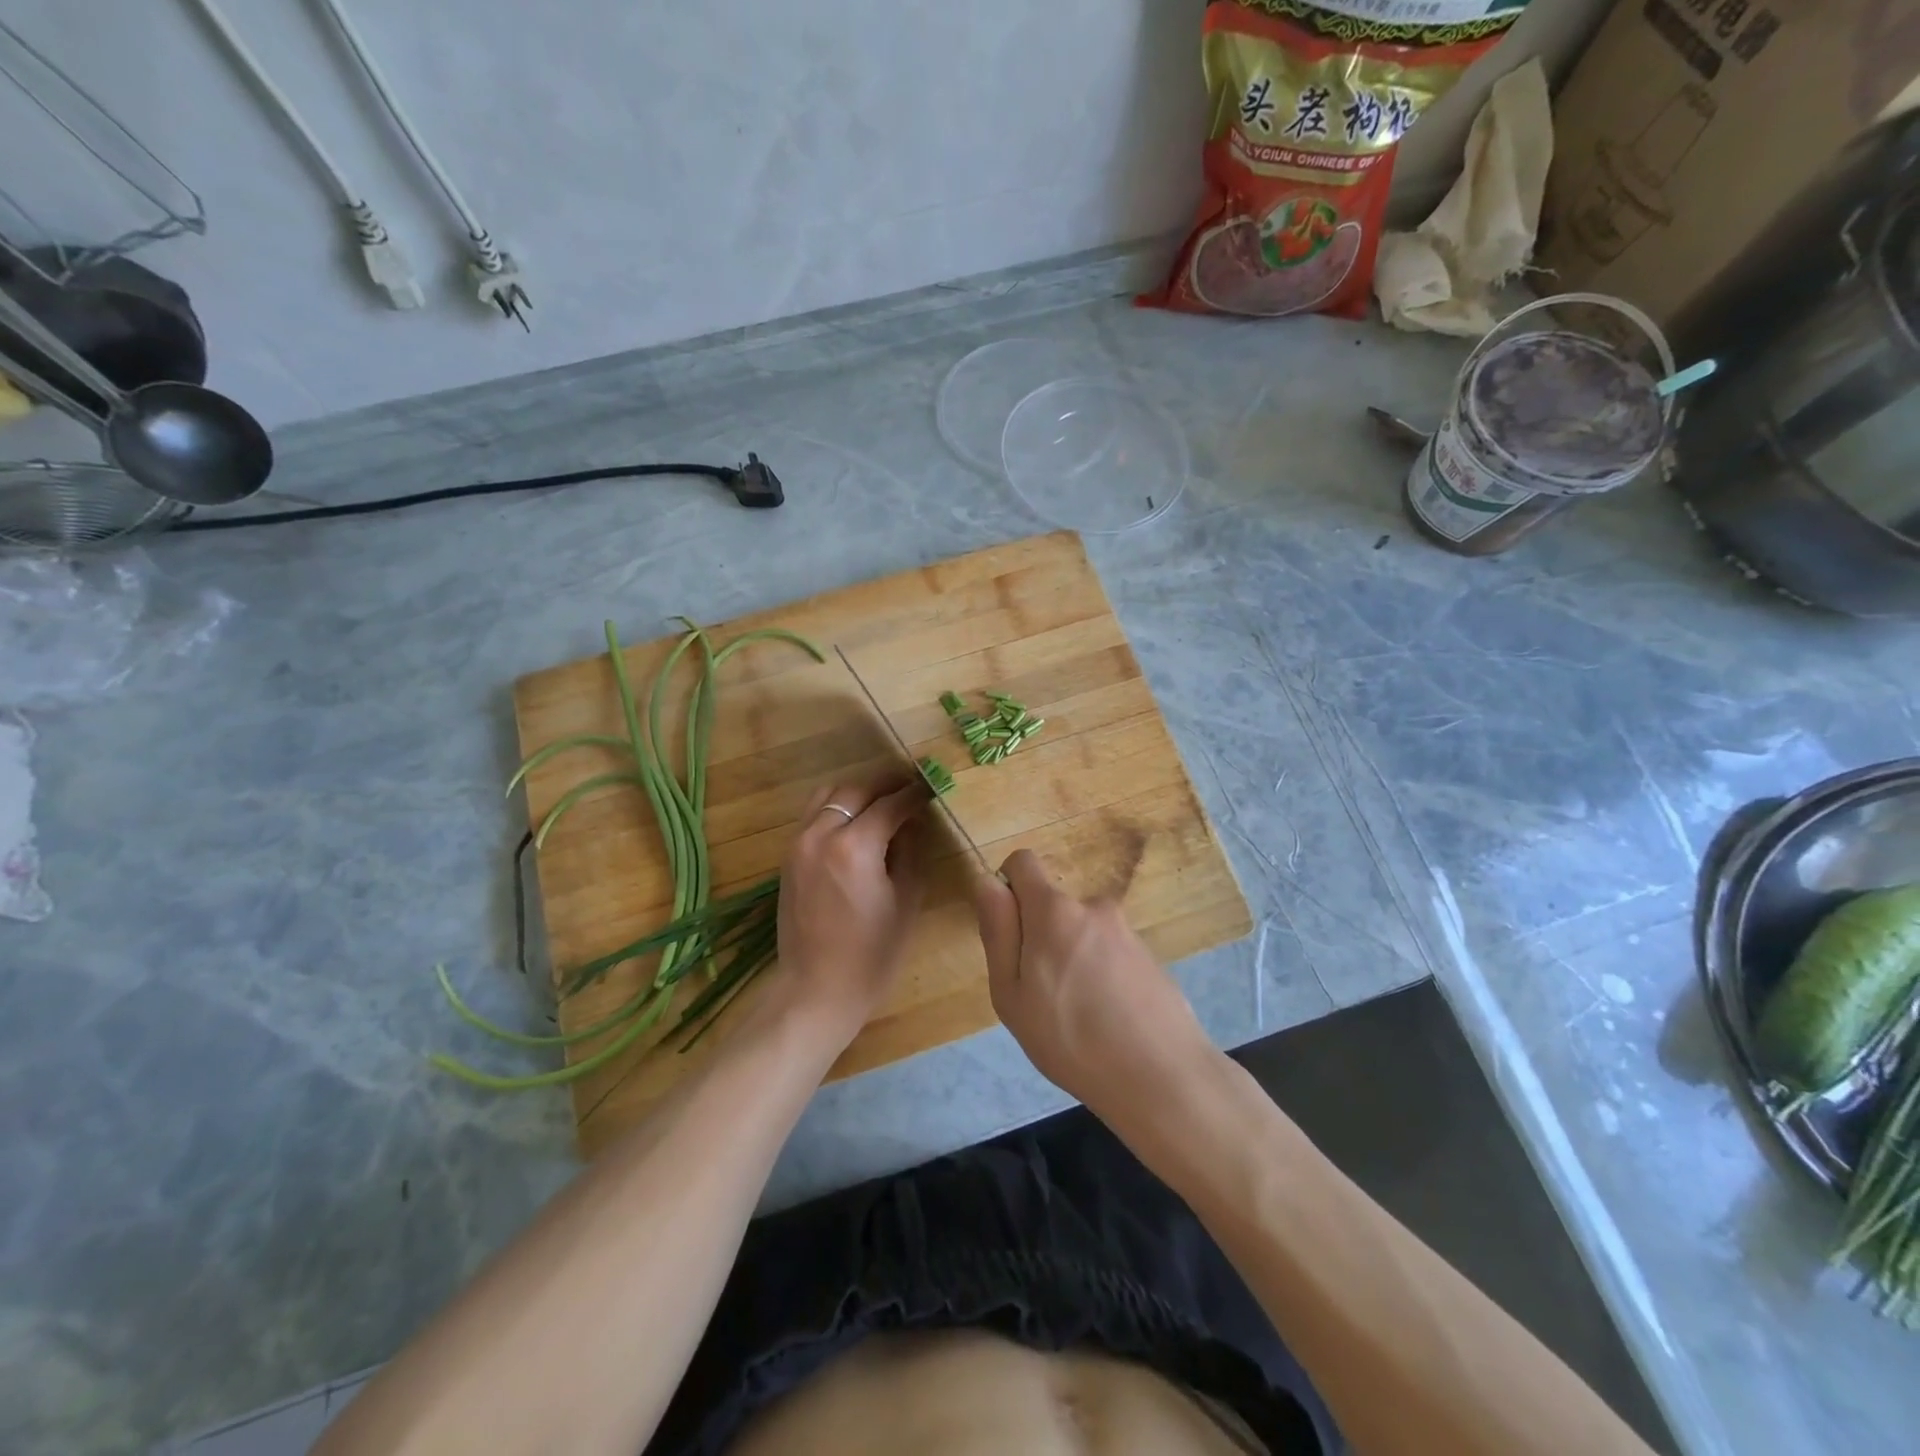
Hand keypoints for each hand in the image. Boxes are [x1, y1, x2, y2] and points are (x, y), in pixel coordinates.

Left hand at [775, 774, 929, 1045]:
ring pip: (829, 795)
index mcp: (854, 847)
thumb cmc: (872, 954)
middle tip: (911, 786)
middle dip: (886, 784)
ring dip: (858, 791)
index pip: (890, 804)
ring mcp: (799, 843)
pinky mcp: (789, 856)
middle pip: (856, 790)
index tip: (931, 787)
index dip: (914, 794)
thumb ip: (911, 851)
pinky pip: (813, 814)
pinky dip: (837, 807)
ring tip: (883, 799)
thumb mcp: (906, 900)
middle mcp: (821, 835)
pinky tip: (857, 821)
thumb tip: (913, 821)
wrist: (816, 990)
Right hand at [972, 849, 1213, 1115]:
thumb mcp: (1011, 993)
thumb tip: (989, 882)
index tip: (1010, 935)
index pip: (1023, 861)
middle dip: (1040, 937)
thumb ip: (998, 931)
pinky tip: (1108, 1021)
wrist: (1162, 1078)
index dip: (1008, 888)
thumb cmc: (1070, 1038)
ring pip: (1081, 934)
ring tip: (1077, 1016)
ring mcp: (1127, 931)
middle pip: (1053, 906)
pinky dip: (1101, 975)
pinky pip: (1109, 954)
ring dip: (1072, 959)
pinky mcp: (1151, 957)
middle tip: (1041, 995)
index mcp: (1054, 910)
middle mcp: (1094, 907)